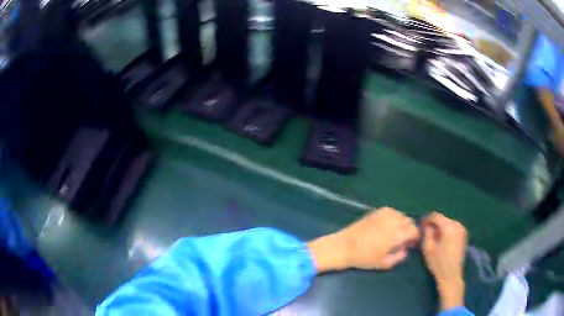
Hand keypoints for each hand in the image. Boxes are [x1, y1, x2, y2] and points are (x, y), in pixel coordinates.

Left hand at [308, 207, 419, 272]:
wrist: (344, 246)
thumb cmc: (365, 258)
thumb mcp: (384, 263)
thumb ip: (399, 256)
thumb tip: (405, 249)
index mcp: (397, 234)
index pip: (414, 230)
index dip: (414, 237)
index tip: (410, 244)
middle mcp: (393, 221)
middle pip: (409, 221)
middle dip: (409, 229)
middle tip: (402, 239)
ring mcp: (384, 214)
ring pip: (401, 215)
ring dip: (401, 222)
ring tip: (394, 232)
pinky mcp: (376, 211)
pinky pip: (392, 211)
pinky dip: (393, 217)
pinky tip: (386, 225)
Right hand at [421, 212, 467, 310]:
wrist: (451, 275)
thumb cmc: (438, 263)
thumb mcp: (428, 248)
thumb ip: (426, 233)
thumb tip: (426, 225)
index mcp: (449, 227)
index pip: (436, 216)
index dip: (427, 219)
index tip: (420, 225)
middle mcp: (457, 225)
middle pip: (442, 218)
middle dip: (434, 223)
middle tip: (426, 232)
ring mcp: (462, 229)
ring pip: (448, 222)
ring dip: (440, 227)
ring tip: (433, 236)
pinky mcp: (463, 234)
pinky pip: (452, 227)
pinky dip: (446, 230)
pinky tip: (442, 239)